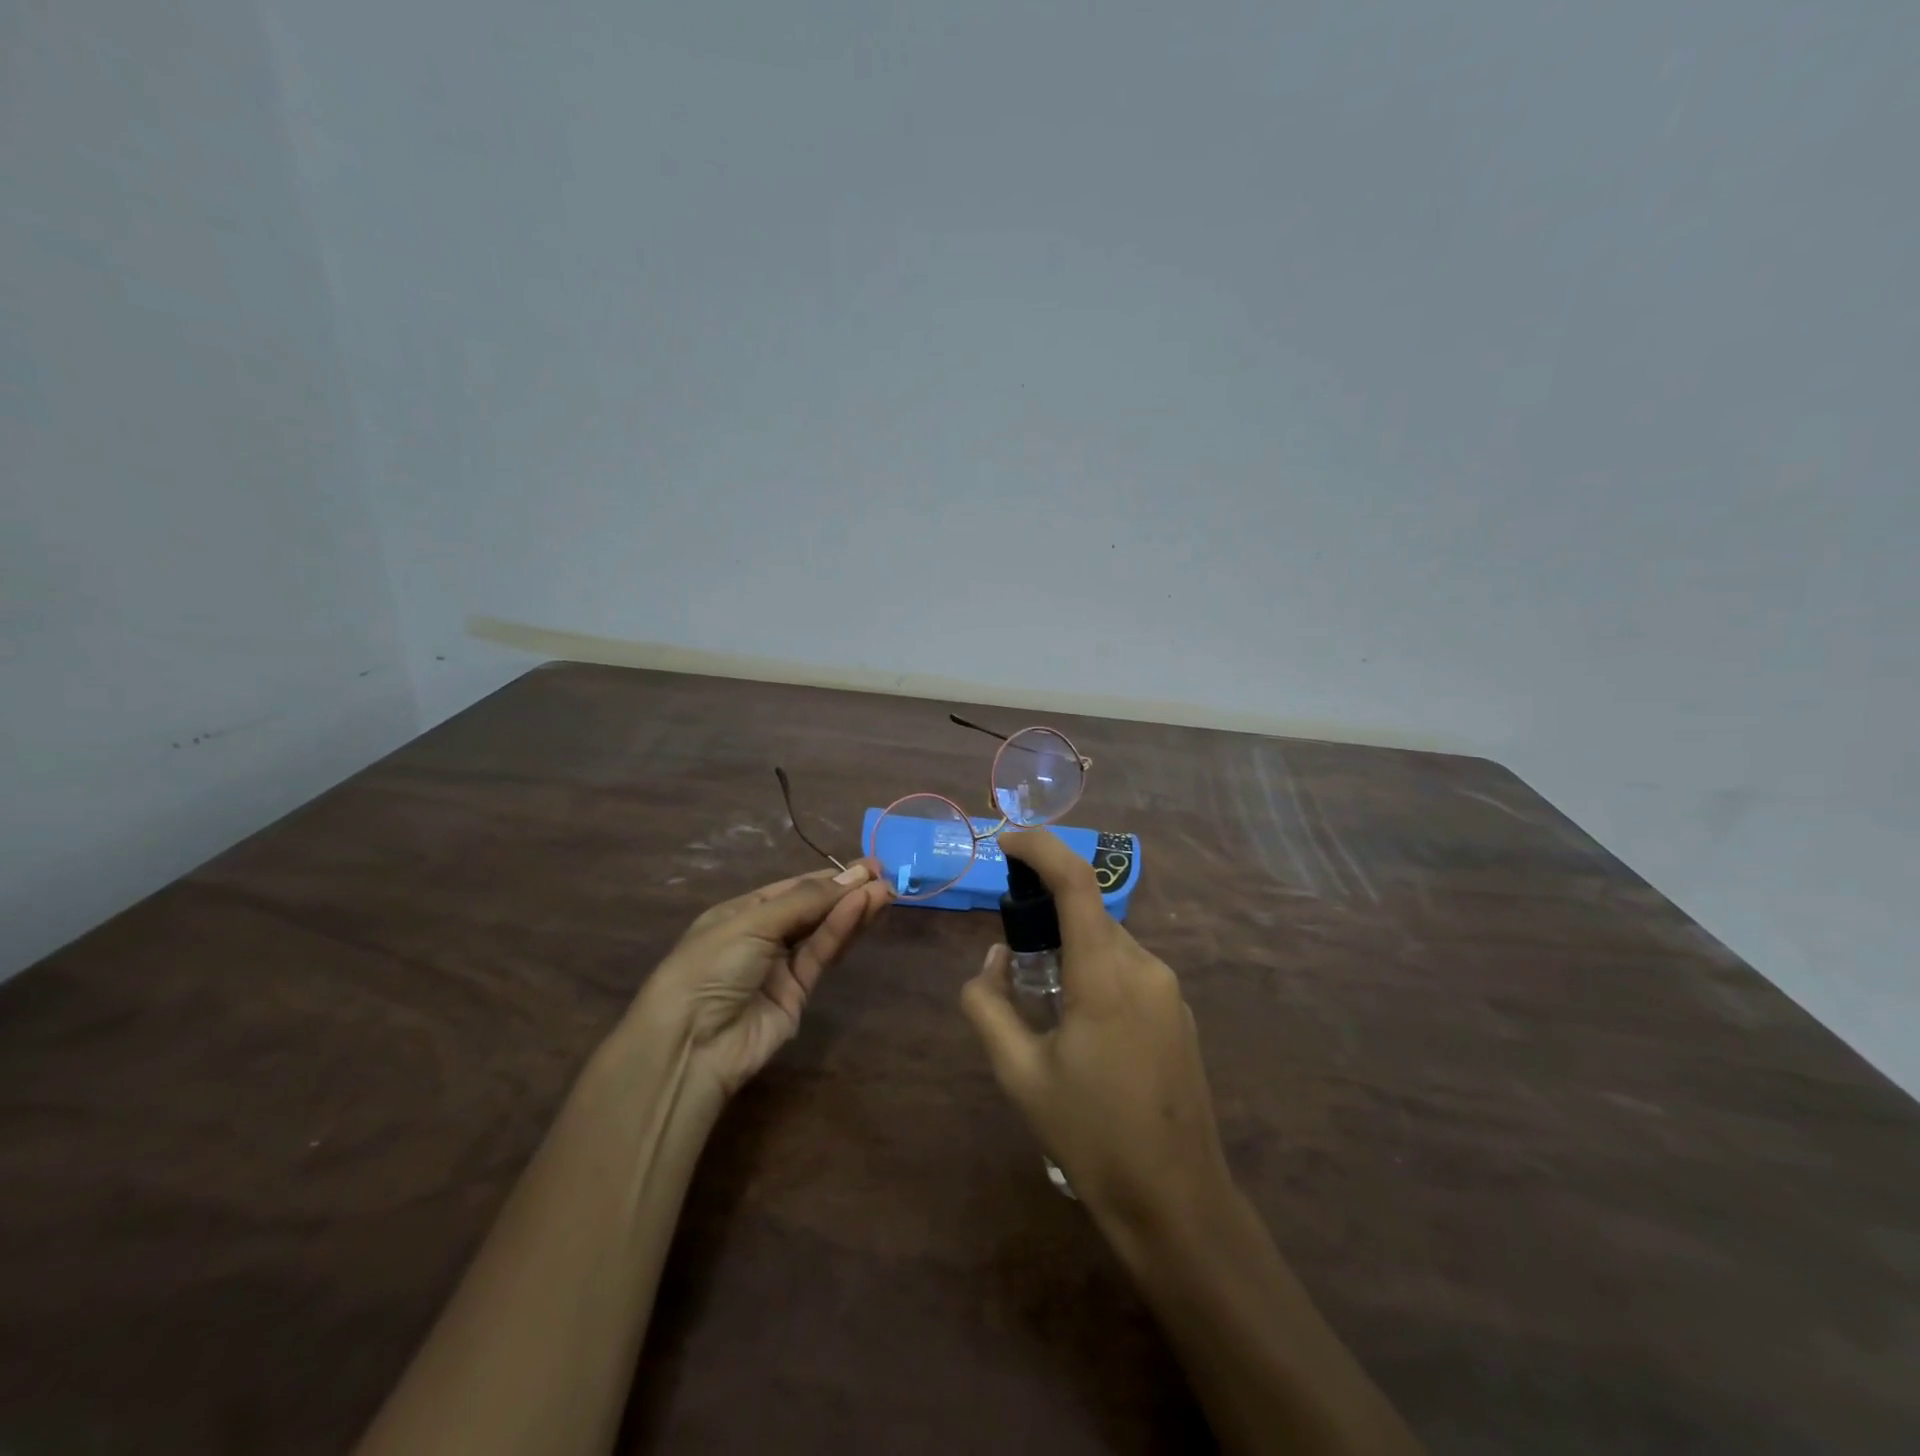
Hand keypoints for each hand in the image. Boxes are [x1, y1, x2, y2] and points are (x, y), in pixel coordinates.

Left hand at [635, 860, 891, 1098]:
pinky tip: (862, 909)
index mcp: (742, 913)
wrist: (691, 1043)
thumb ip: (806, 901)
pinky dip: (841, 932)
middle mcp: (763, 936)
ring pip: (822, 932)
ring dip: (852, 910)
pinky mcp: (798, 994)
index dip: (828, 877)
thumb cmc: (711, 965)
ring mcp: (780, 967)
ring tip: (885, 891)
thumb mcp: (753, 922)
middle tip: (883, 875)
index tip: (865, 867)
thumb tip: (853, 877)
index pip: (792, 888)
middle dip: (846, 892)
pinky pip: (822, 955)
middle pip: (812, 908)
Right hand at [960, 830, 1234, 1237]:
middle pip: (1089, 914)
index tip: (1007, 842)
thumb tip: (991, 960)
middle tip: (1012, 952)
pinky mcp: (1179, 1014)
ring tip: (1044, 1004)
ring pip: (1109, 943)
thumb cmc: (1091, 1136)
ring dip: (1073, 951)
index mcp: (1105, 973)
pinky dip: (1097, 973)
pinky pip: (1129, 971)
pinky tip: (1083, 1030)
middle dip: (1047, 914)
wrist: (1177, 1202)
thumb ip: (989, 1005)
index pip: (1076, 881)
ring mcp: (1169, 991)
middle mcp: (1144, 967)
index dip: (1041, 847)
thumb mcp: (1020, 1073)